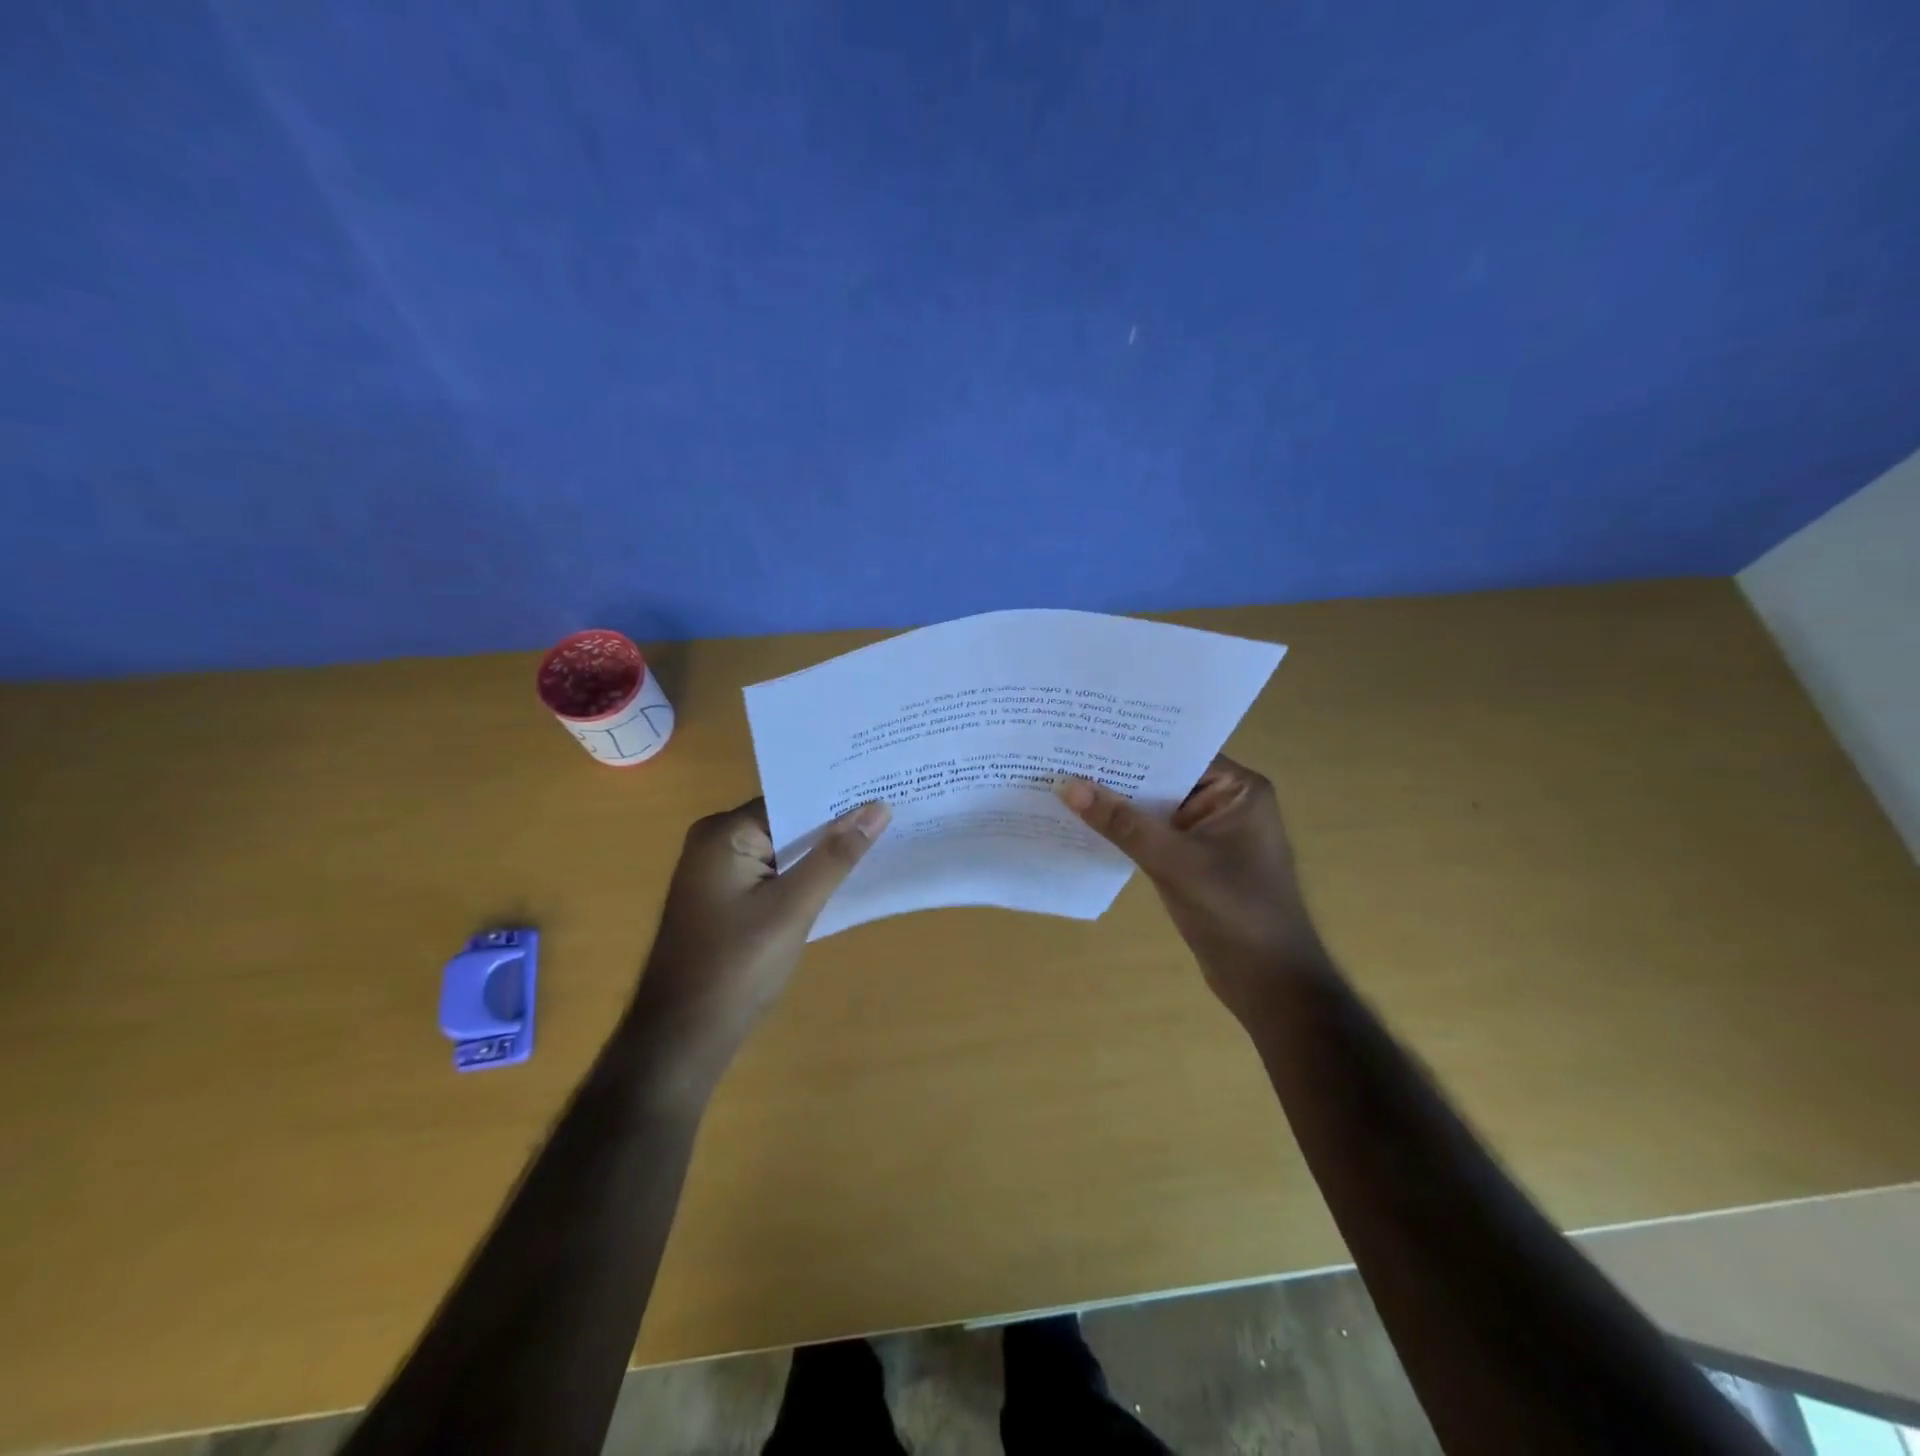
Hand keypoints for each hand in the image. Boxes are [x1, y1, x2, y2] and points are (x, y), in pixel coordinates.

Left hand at [630, 798, 890, 1068]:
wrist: (682, 1038)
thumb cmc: (736, 967)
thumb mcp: (793, 908)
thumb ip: (835, 856)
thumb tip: (878, 808)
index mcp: (724, 833)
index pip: (791, 800)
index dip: (838, 799)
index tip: (884, 790)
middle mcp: (716, 843)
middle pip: (787, 822)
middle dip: (834, 824)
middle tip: (892, 811)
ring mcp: (719, 873)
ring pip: (782, 850)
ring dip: (822, 852)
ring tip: (881, 838)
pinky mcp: (726, 899)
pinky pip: (773, 873)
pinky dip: (804, 875)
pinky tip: (843, 877)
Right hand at [1057, 755, 1326, 1022]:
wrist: (1271, 985)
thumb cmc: (1236, 913)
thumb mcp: (1175, 862)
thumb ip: (1122, 823)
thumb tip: (1067, 785)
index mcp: (1238, 790)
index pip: (1178, 751)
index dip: (1132, 743)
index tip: (1084, 731)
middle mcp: (1226, 803)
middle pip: (1164, 778)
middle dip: (1118, 773)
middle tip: (1062, 753)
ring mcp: (1210, 834)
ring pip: (1155, 808)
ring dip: (1118, 804)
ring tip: (1063, 783)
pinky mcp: (1195, 861)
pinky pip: (1154, 835)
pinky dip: (1125, 832)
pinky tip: (1085, 825)